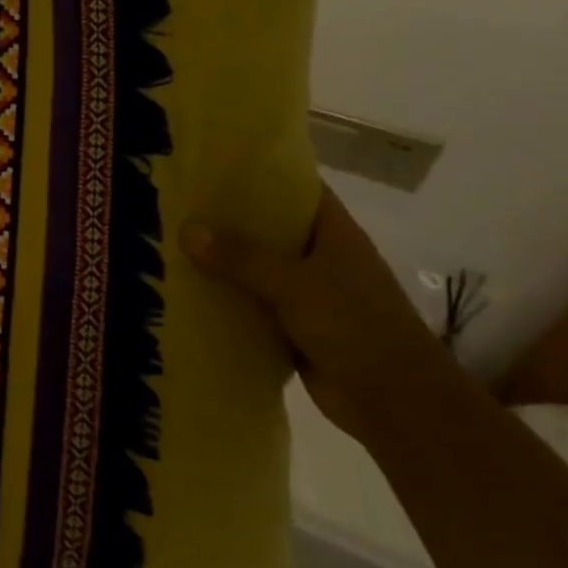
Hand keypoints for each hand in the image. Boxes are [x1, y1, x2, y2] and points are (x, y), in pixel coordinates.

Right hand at [179, 187, 442, 435]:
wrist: (396, 403)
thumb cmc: (356, 327)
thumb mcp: (295, 284)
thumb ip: (241, 257)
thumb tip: (186, 229)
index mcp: (335, 234)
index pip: (297, 189)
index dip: (261, 173)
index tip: (214, 164)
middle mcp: (322, 258)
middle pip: (270, 228)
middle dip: (229, 217)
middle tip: (178, 202)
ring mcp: (310, 295)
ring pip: (258, 268)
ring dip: (223, 261)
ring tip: (172, 242)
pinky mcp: (295, 328)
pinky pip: (253, 304)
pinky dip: (227, 299)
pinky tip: (188, 291)